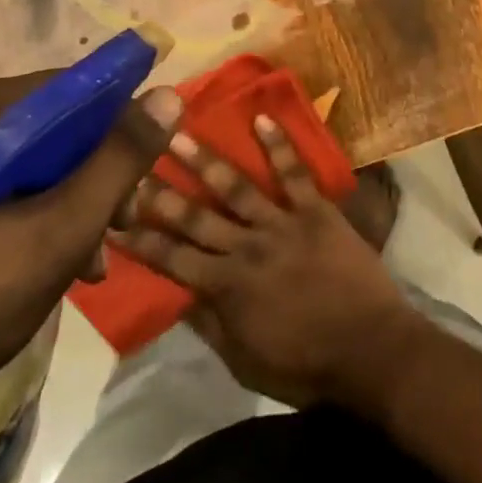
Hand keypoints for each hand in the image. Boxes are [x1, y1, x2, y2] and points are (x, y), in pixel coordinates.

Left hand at [0, 71, 182, 416]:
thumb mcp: (61, 229)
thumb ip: (120, 159)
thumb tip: (169, 94)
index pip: (73, 88)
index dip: (119, 123)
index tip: (144, 172)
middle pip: (56, 126)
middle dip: (97, 173)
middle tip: (121, 224)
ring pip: (35, 160)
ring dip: (74, 200)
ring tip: (93, 257)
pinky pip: (6, 187)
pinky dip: (39, 215)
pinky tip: (58, 263)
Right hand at [113, 116, 426, 409]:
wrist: (369, 350)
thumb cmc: (306, 365)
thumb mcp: (245, 360)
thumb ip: (210, 325)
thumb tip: (177, 295)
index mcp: (226, 289)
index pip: (172, 260)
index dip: (140, 239)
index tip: (111, 216)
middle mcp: (247, 248)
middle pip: (196, 217)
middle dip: (161, 192)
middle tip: (133, 162)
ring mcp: (282, 224)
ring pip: (236, 187)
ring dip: (206, 159)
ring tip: (179, 133)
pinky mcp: (316, 210)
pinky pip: (295, 172)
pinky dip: (279, 145)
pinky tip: (262, 118)